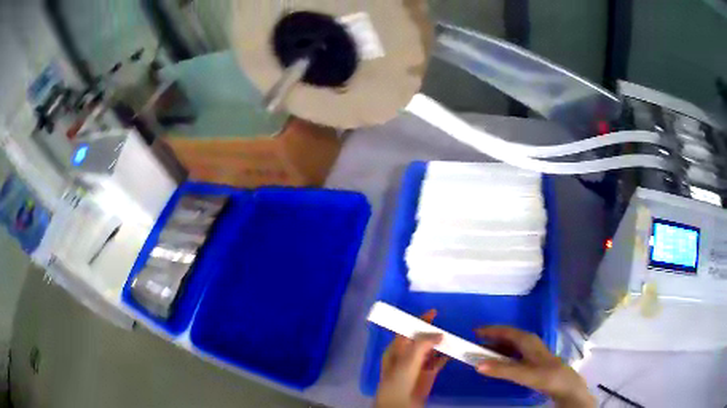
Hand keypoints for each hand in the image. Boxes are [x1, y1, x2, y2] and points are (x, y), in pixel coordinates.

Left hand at [375, 310, 448, 407]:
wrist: (400, 406)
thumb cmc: (398, 383)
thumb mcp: (407, 362)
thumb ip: (421, 346)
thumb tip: (439, 333)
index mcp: (396, 349)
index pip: (408, 331)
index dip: (419, 320)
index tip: (434, 312)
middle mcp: (407, 355)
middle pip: (422, 339)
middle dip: (433, 332)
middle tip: (448, 325)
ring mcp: (418, 365)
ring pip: (431, 349)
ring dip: (441, 344)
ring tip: (454, 337)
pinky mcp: (428, 374)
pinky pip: (438, 362)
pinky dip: (445, 356)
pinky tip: (454, 351)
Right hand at [475, 326, 594, 407]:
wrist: (563, 383)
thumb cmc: (544, 375)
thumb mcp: (522, 373)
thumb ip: (501, 370)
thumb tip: (477, 365)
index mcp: (527, 340)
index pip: (505, 331)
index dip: (490, 330)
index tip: (474, 332)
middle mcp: (529, 341)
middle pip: (507, 336)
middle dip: (491, 339)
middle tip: (474, 345)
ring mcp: (531, 349)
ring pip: (510, 344)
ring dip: (496, 348)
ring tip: (482, 354)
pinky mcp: (532, 358)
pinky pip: (513, 352)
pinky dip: (503, 355)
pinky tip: (498, 363)